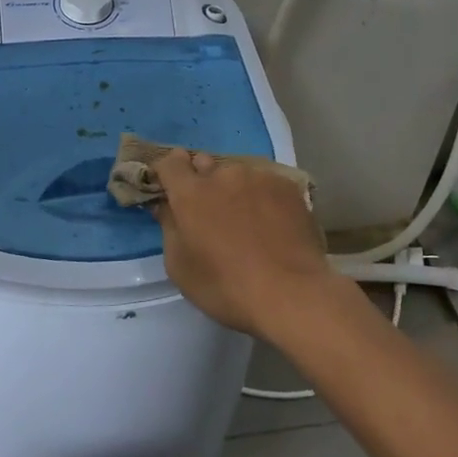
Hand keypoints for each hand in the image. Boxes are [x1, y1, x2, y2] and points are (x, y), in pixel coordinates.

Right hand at [151, 150, 334, 338]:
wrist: (292, 294)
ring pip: (238, 174)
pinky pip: (266, 183)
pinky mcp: (287, 186)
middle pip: (205, 164)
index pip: (171, 163)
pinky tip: (272, 223)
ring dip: (234, 189)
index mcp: (191, 192)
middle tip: (209, 211)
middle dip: (201, 181)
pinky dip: (262, 196)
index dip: (168, 173)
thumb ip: (168, 228)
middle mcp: (224, 174)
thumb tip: (165, 205)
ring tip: (247, 220)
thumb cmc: (227, 287)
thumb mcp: (181, 268)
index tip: (170, 189)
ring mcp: (259, 176)